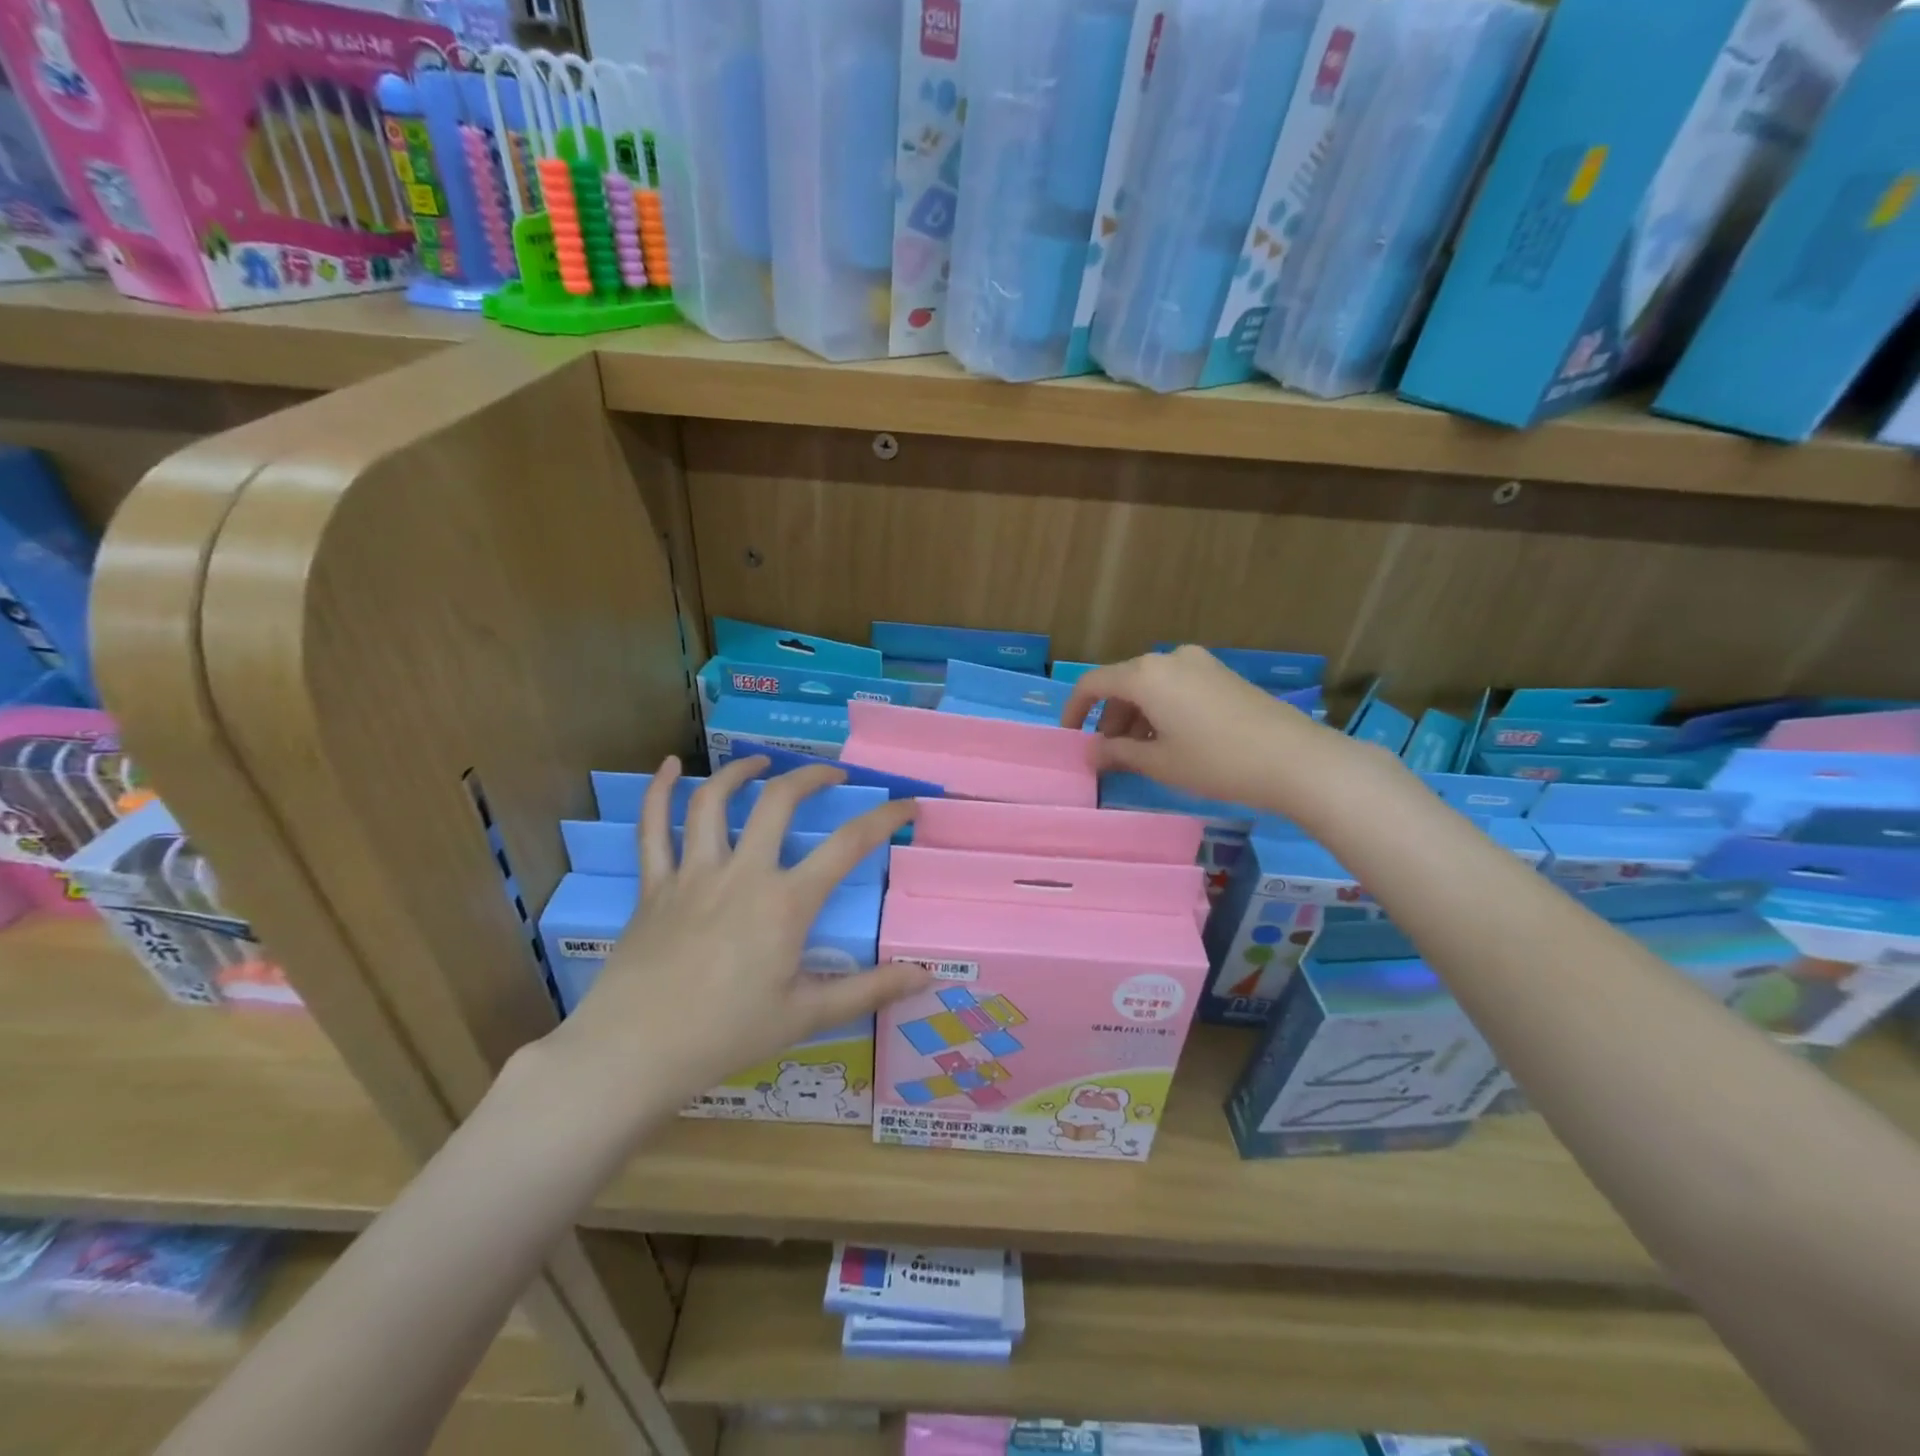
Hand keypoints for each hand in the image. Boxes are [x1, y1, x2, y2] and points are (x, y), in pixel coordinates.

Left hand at [545, 754, 925, 1114]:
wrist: (634, 1053)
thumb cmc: (726, 1036)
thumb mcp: (807, 1016)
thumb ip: (869, 990)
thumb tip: (927, 974)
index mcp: (786, 903)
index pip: (848, 845)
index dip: (884, 817)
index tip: (907, 804)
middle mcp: (742, 873)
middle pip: (778, 802)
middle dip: (811, 777)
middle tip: (833, 774)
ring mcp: (692, 874)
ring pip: (713, 802)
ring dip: (741, 772)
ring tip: (762, 762)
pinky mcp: (654, 886)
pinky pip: (652, 828)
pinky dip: (659, 791)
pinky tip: (670, 765)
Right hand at [1062, 646, 1333, 808]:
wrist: (1294, 759)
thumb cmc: (1215, 761)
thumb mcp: (1159, 762)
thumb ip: (1117, 753)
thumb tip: (1090, 752)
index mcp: (1146, 674)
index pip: (1094, 683)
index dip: (1074, 710)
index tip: (1070, 738)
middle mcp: (1169, 658)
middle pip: (1123, 683)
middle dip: (1109, 718)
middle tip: (1109, 755)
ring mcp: (1199, 663)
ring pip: (1151, 686)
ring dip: (1136, 717)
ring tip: (1141, 754)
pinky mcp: (1222, 674)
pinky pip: (1176, 687)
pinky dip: (1162, 710)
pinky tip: (1172, 741)